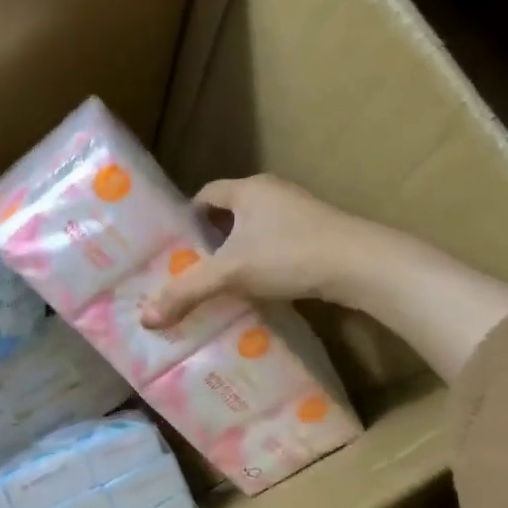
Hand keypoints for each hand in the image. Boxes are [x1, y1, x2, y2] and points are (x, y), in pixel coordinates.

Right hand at [142, 176, 407, 327]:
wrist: (362, 265)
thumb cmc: (289, 255)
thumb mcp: (230, 274)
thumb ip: (187, 292)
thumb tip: (145, 318)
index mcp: (248, 189)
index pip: (205, 195)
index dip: (185, 218)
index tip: (172, 247)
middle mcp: (273, 193)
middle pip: (229, 214)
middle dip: (208, 240)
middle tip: (188, 270)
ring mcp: (300, 213)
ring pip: (254, 231)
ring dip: (236, 253)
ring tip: (218, 283)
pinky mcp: (318, 234)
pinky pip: (276, 244)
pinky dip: (261, 262)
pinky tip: (255, 288)